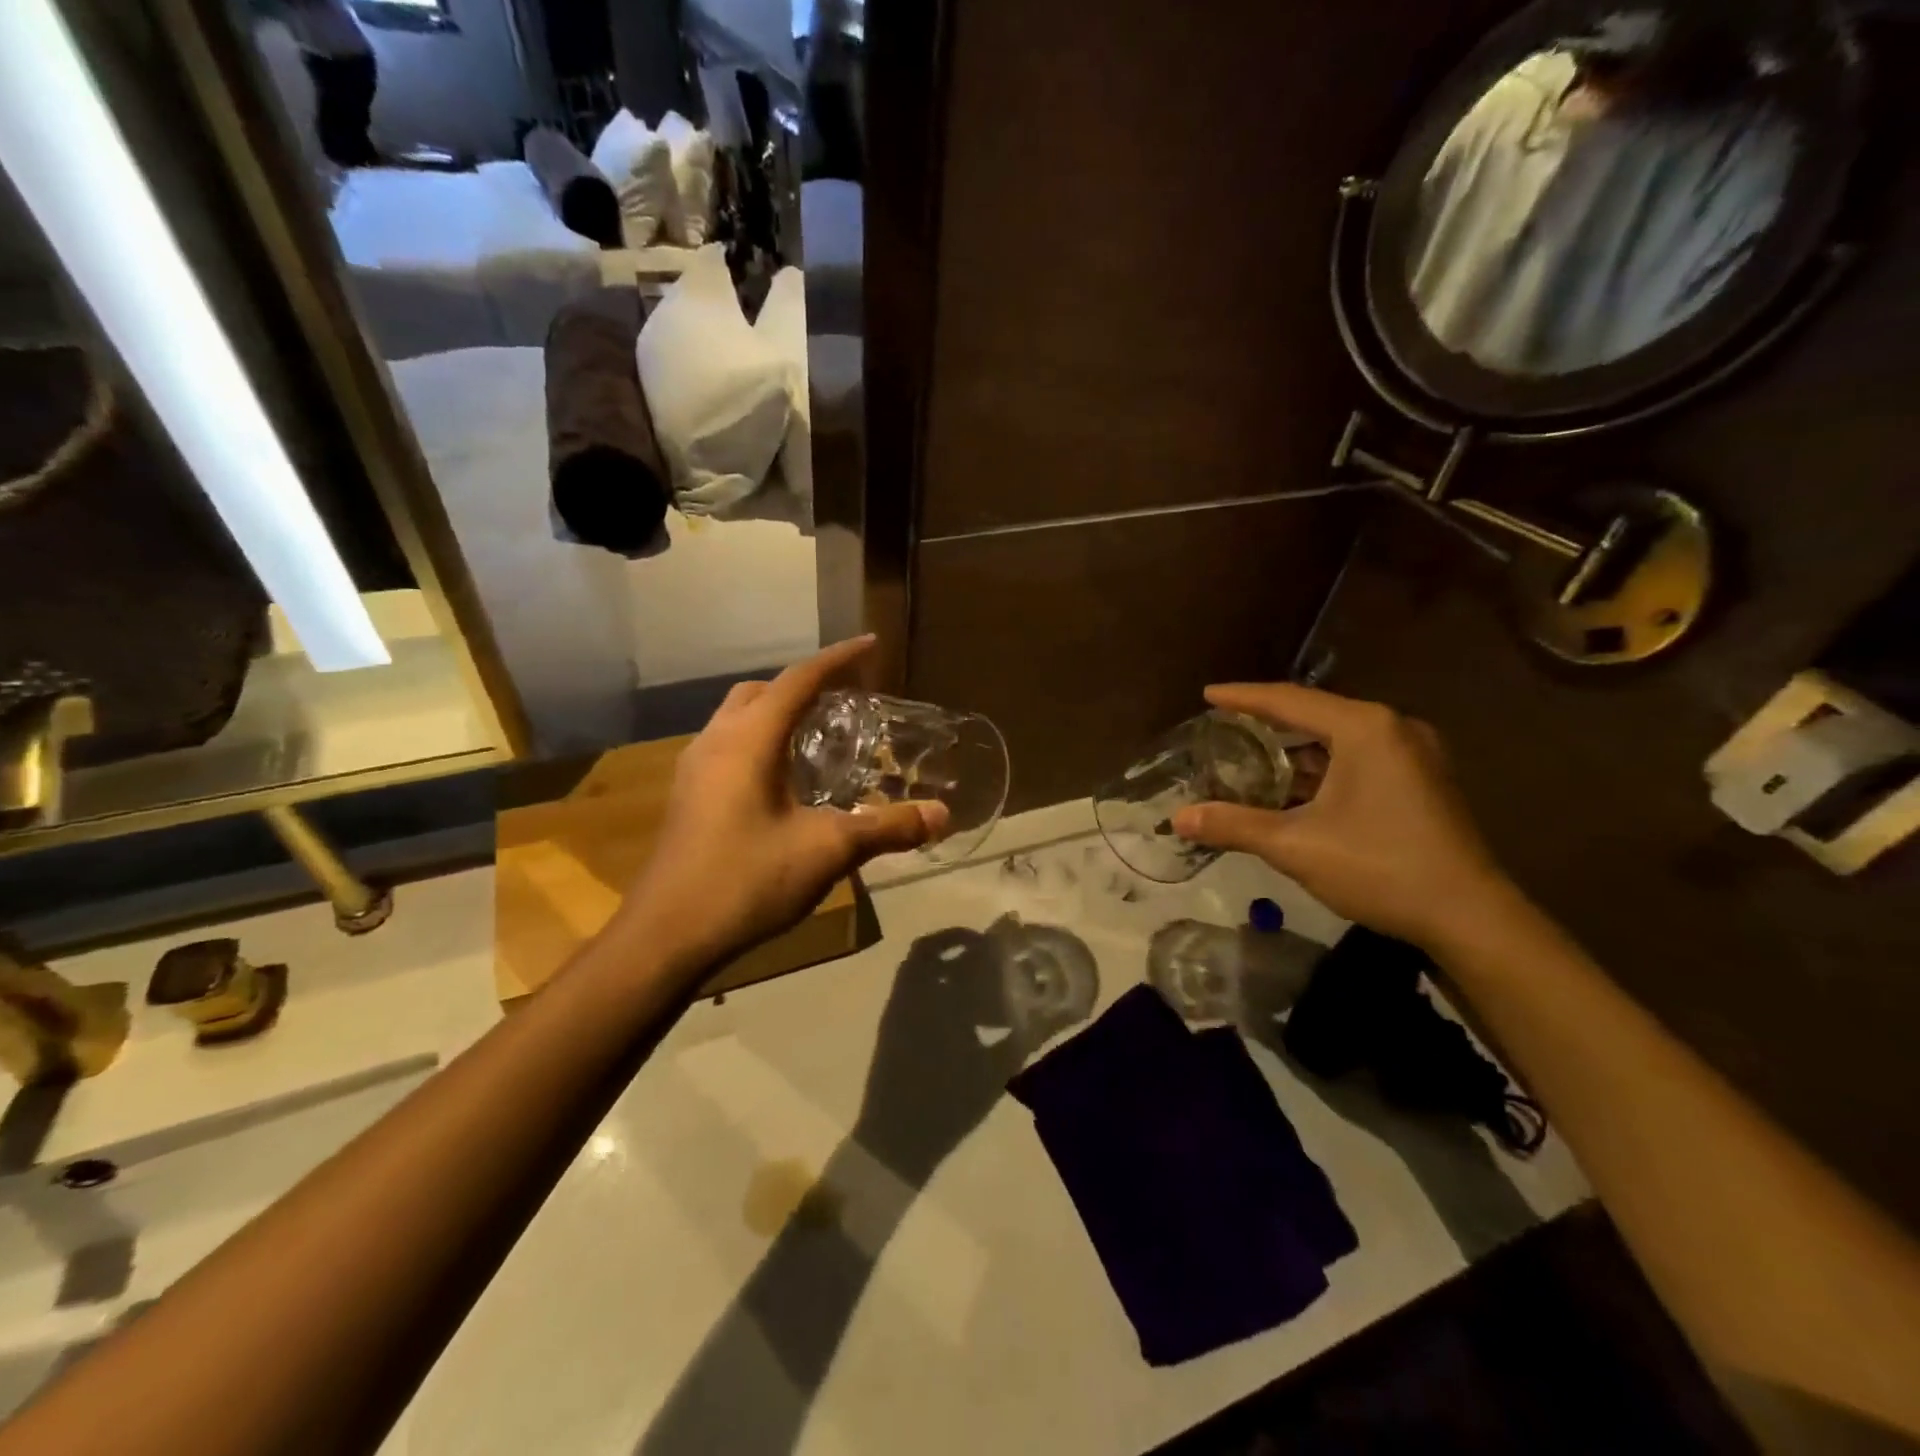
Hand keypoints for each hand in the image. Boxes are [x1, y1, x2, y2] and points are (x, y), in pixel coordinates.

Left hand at [616, 637, 948, 968]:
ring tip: (818, 737)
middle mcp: (716, 742)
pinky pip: (728, 747)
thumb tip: (942, 815)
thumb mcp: (827, 851)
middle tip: (845, 700)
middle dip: (804, 685)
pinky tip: (783, 782)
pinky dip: (759, 742)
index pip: (799, 680)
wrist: (666, 936)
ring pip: (739, 718)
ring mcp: (694, 770)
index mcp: (748, 740)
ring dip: (777, 713)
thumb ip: (886, 827)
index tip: (871, 644)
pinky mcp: (687, 798)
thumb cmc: (746, 881)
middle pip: (762, 691)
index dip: (838, 659)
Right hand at [1172, 683, 1518, 949]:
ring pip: (1339, 738)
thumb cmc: (1379, 867)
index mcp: (1365, 728)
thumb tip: (1177, 818)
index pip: (1289, 700)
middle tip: (1225, 723)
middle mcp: (1392, 728)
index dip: (1243, 697)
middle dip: (1268, 720)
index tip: (1206, 694)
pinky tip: (1295, 785)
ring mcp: (1413, 754)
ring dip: (1296, 747)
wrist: (1469, 916)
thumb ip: (1234, 825)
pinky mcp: (1422, 780)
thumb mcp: (1294, 845)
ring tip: (1252, 753)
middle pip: (1315, 714)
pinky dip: (1323, 766)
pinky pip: (1359, 757)